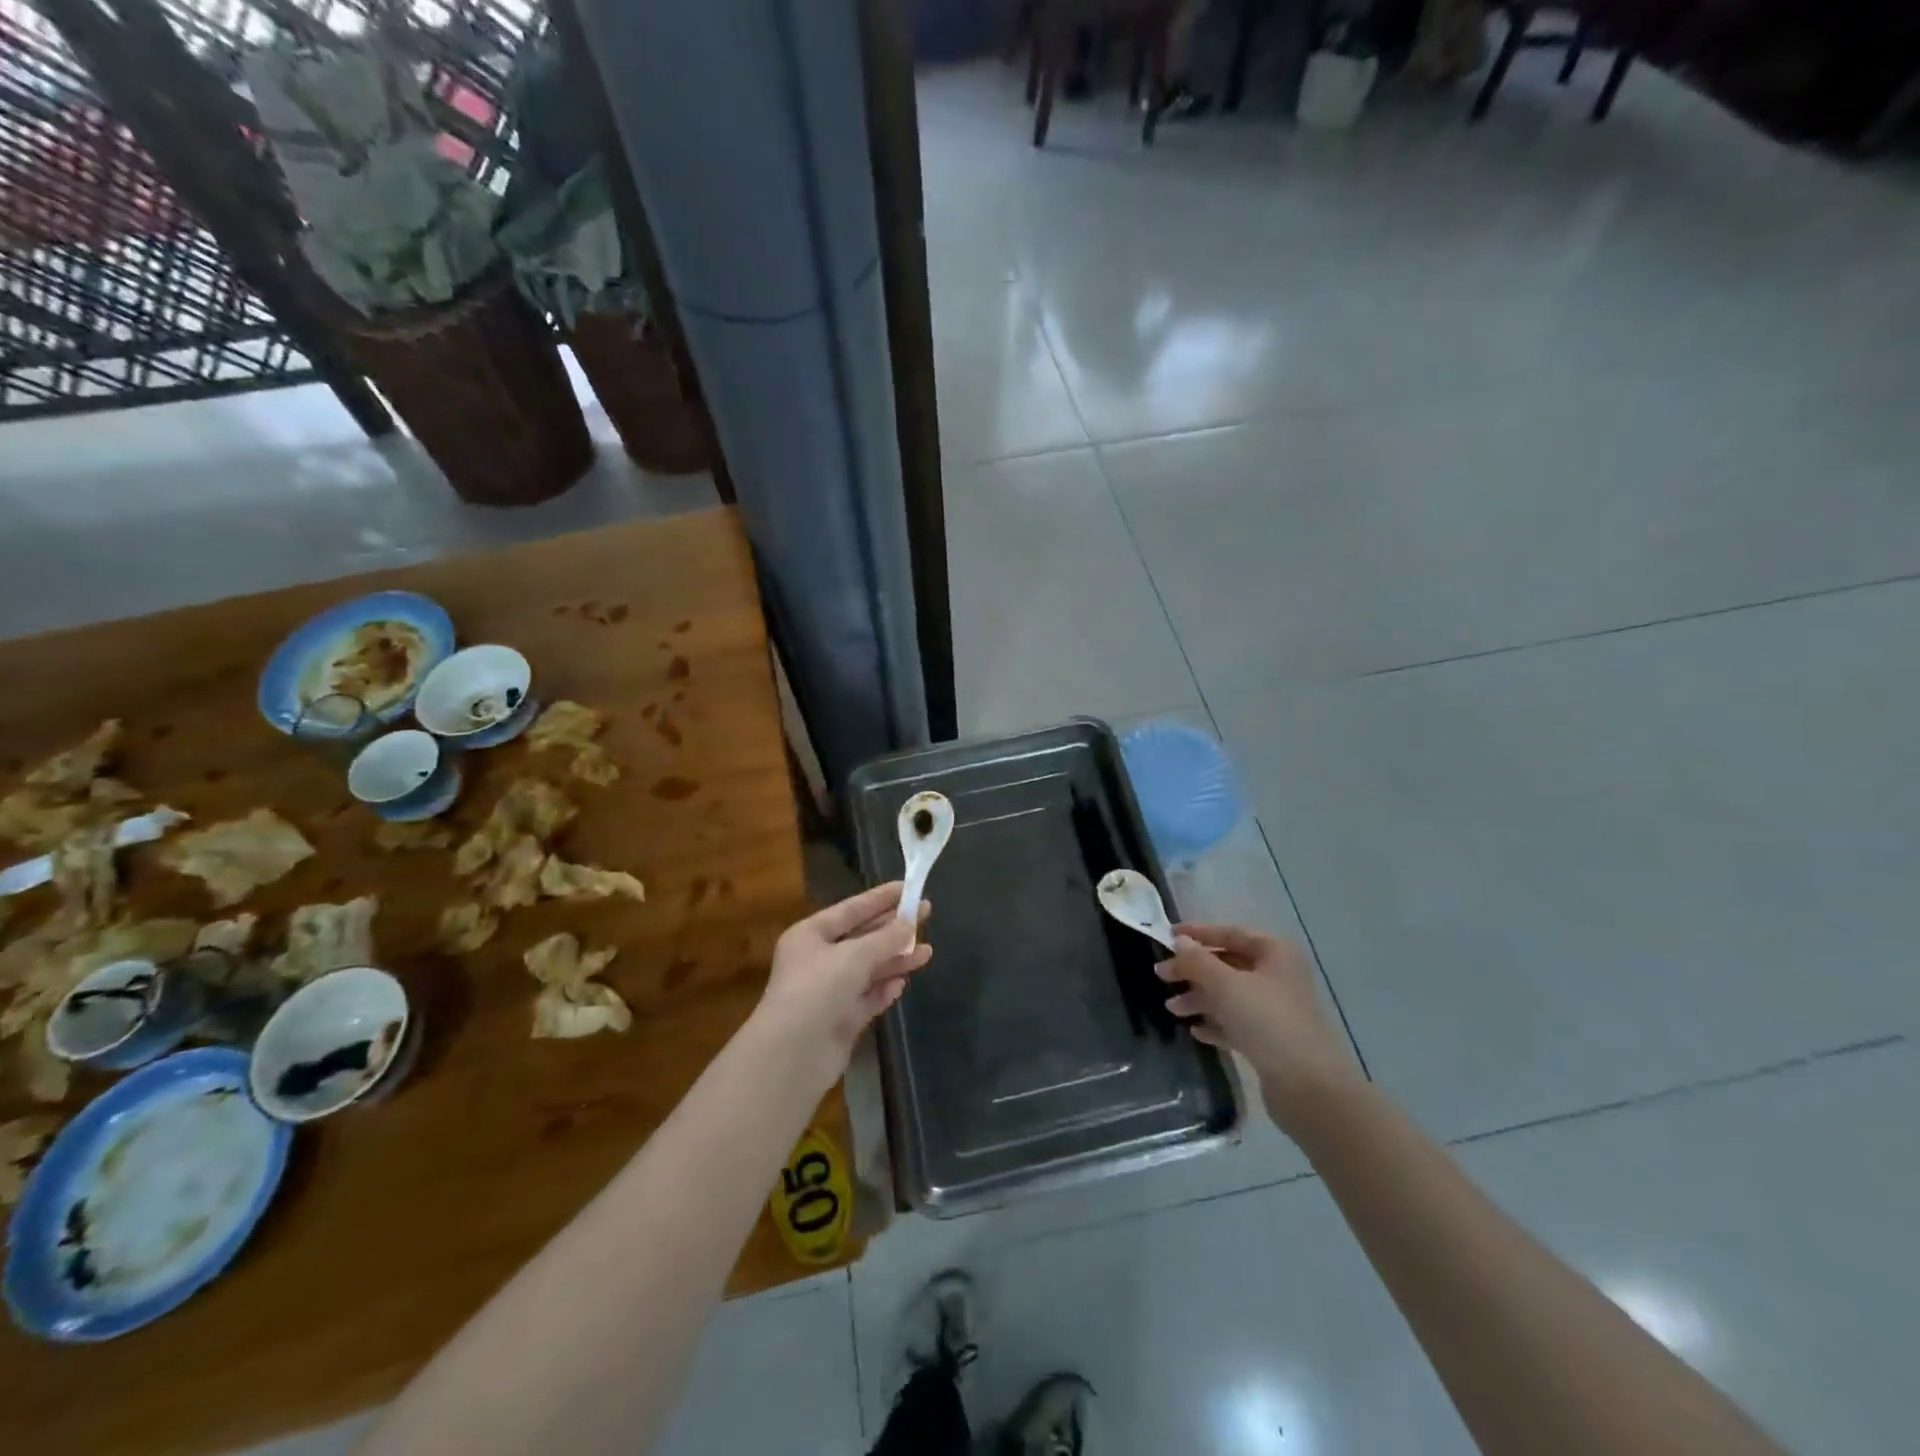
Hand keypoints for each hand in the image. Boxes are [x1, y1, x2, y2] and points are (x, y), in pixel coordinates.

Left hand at [749, 882, 932, 1098]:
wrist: (791, 1055)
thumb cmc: (817, 990)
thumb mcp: (854, 956)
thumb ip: (886, 939)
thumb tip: (910, 924)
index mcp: (810, 935)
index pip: (851, 909)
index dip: (880, 898)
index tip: (909, 888)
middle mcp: (818, 959)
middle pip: (862, 938)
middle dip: (893, 929)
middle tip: (926, 915)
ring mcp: (829, 991)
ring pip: (869, 968)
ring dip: (895, 960)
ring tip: (927, 953)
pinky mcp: (840, 1019)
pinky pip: (867, 997)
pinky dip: (884, 989)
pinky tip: (902, 984)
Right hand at [1157, 923, 1361, 1135]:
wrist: (1309, 1087)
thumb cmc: (1267, 1022)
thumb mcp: (1225, 985)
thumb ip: (1198, 961)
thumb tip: (1179, 941)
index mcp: (1275, 952)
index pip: (1230, 933)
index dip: (1197, 933)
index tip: (1166, 937)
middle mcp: (1278, 975)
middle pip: (1228, 964)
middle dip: (1194, 970)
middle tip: (1162, 977)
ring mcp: (1277, 1009)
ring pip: (1230, 995)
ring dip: (1200, 998)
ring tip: (1172, 1010)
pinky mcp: (1273, 1040)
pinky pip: (1237, 1023)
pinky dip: (1216, 1023)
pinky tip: (1195, 1031)